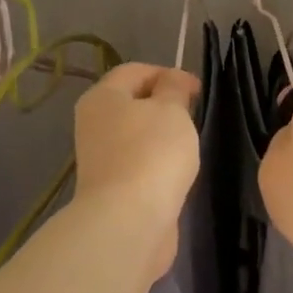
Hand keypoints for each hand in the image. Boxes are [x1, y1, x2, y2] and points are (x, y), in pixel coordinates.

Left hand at [73, 62, 201, 276]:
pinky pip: (140, 163)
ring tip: (189, 145)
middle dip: (166, 105)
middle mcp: (94, 124)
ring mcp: (102, 158)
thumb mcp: (172, 109)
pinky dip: (159, 163)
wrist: (130, 221)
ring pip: (137, 134)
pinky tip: (177, 172)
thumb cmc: (152, 153)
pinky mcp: (113, 187)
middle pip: (133, 102)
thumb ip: (174, 88)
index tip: (198, 90)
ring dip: (163, 136)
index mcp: (102, 97)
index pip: (135, 71)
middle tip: (194, 116)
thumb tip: (172, 80)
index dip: (168, 73)